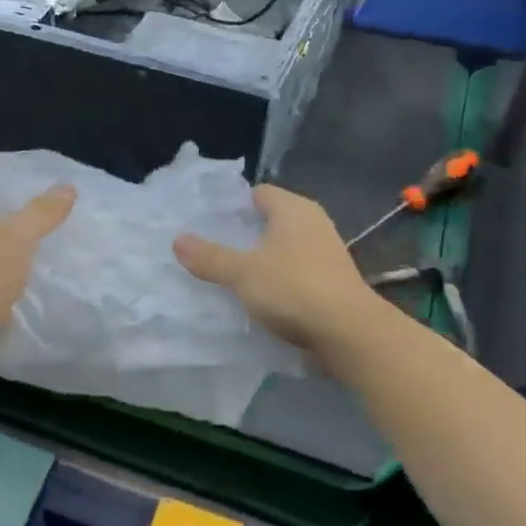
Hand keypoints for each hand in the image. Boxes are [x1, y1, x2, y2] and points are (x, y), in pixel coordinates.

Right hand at [173, 185, 385, 366]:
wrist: (347, 332)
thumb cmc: (292, 288)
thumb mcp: (242, 273)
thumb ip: (210, 257)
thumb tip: (178, 240)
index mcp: (293, 209)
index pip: (259, 193)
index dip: (234, 205)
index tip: (209, 223)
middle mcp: (314, 223)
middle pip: (272, 221)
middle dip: (245, 234)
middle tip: (212, 249)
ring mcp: (327, 252)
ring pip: (284, 248)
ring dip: (262, 259)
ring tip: (231, 275)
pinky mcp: (332, 281)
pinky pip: (296, 271)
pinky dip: (279, 279)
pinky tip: (261, 297)